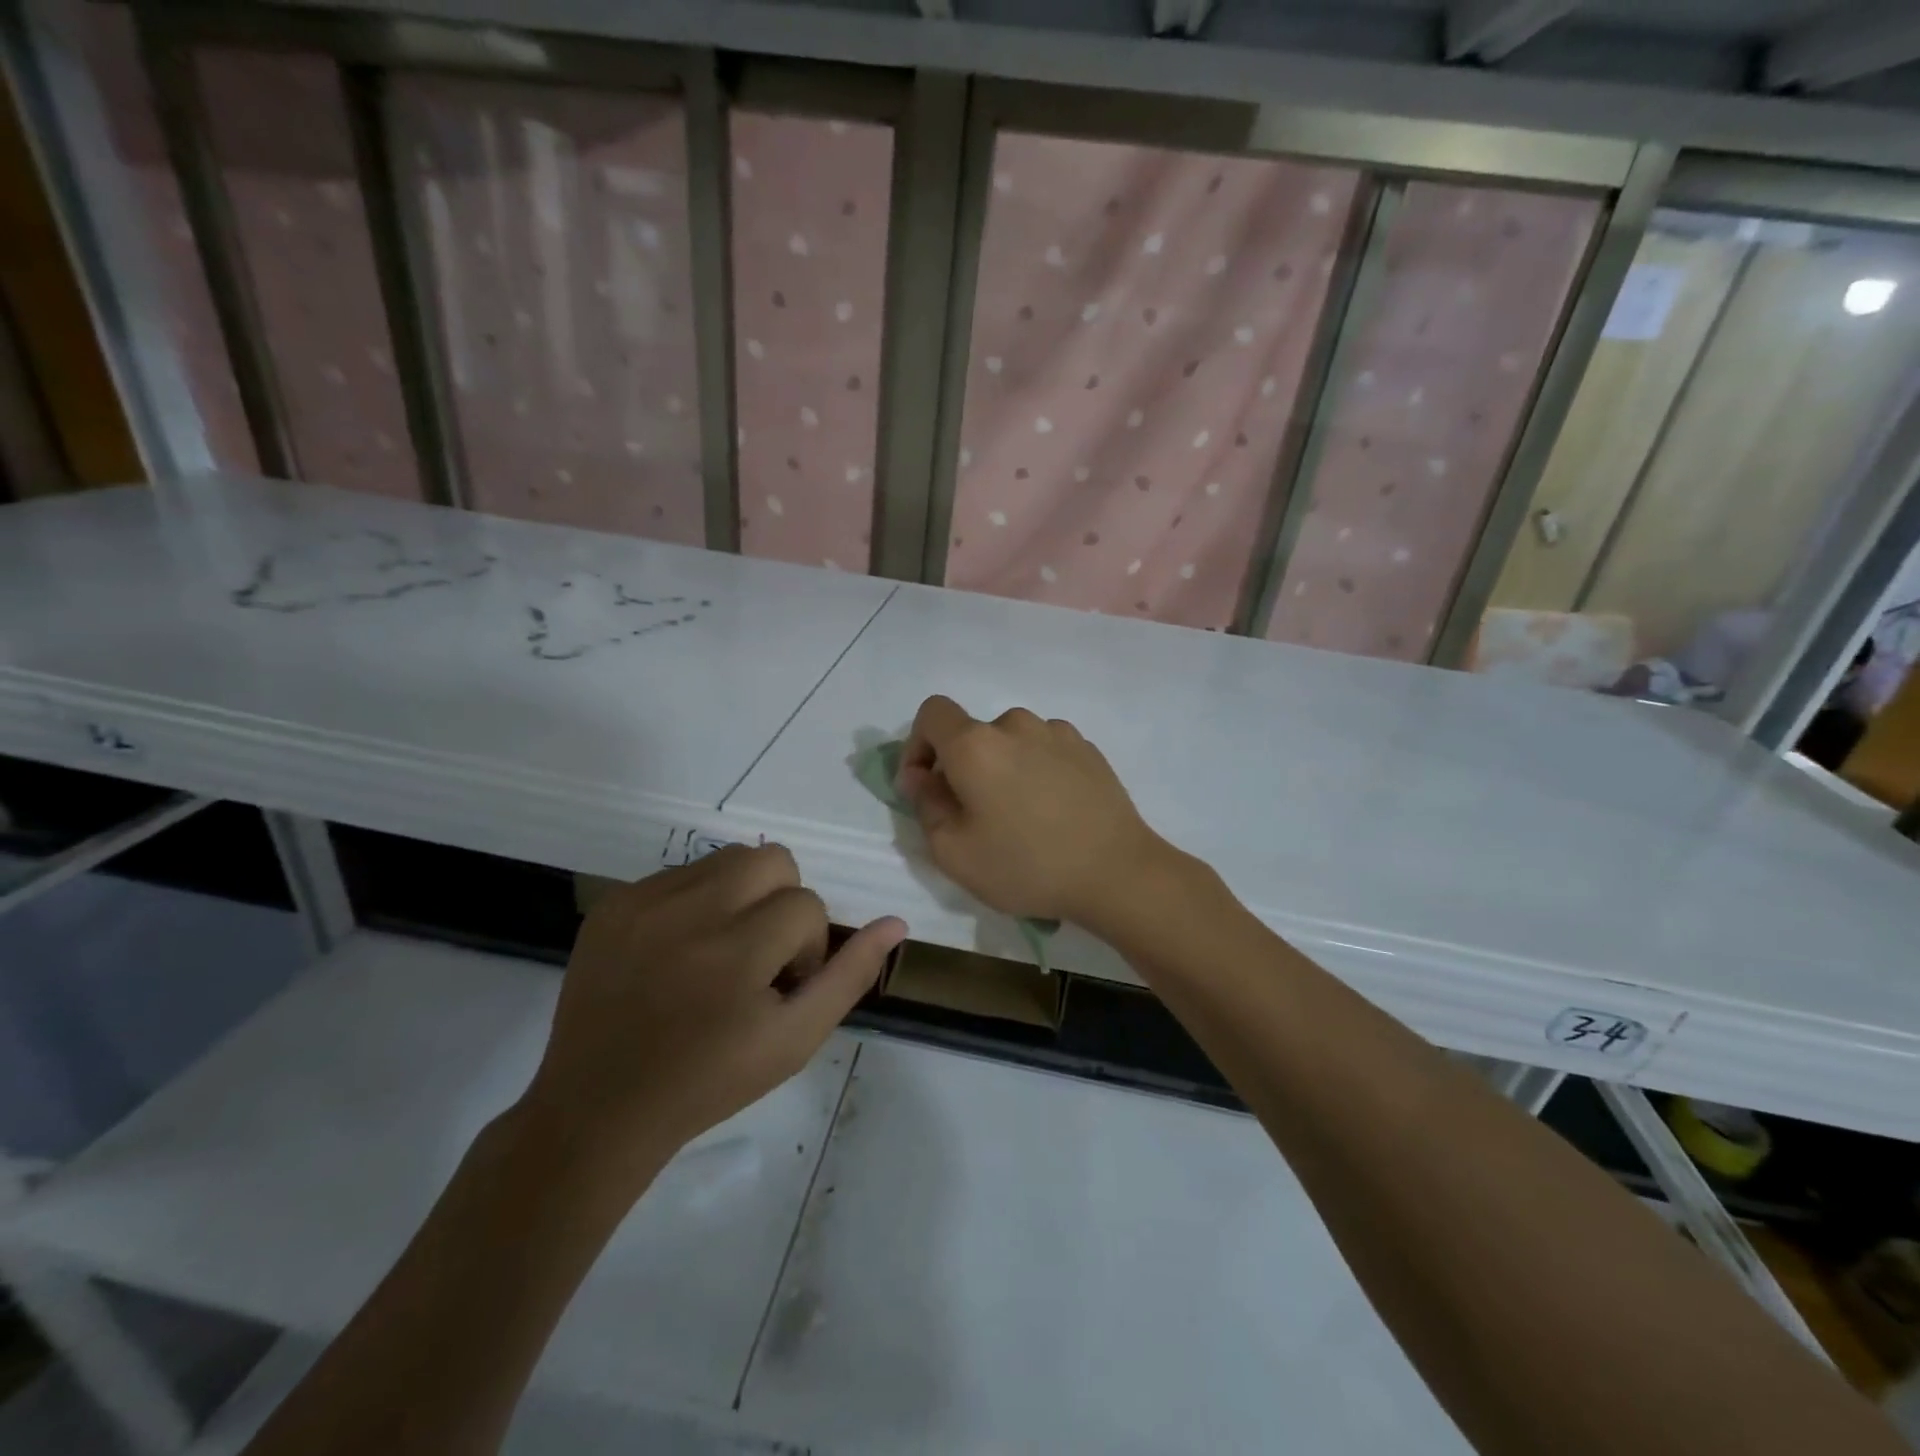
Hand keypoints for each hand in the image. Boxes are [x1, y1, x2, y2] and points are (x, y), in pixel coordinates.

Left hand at [522, 845, 904, 1176]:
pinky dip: (696, 902)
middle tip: (758, 955)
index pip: (806, 904)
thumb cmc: (710, 1081)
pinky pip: (681, 874)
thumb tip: (895, 922)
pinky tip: (679, 952)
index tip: (781, 986)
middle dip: (781, 902)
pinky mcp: (613, 903)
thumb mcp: (795, 1040)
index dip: (807, 946)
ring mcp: (643, 902)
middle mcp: (689, 912)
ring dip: (742, 896)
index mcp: (736, 951)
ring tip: (721, 950)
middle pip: (772, 858)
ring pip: (729, 859)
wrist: (599, 1108)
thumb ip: (849, 976)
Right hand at [897, 695, 1170, 925]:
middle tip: (974, 815)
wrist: (1117, 872)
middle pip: (973, 733)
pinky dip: (1035, 771)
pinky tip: (1051, 811)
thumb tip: (921, 776)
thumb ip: (925, 804)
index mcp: (976, 744)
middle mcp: (1016, 725)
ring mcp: (1058, 733)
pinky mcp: (1088, 749)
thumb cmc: (1026, 865)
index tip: (925, 785)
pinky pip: (1045, 751)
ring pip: (1011, 743)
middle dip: (962, 767)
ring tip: (1019, 816)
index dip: (918, 744)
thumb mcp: (954, 852)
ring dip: (1002, 768)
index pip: (932, 713)